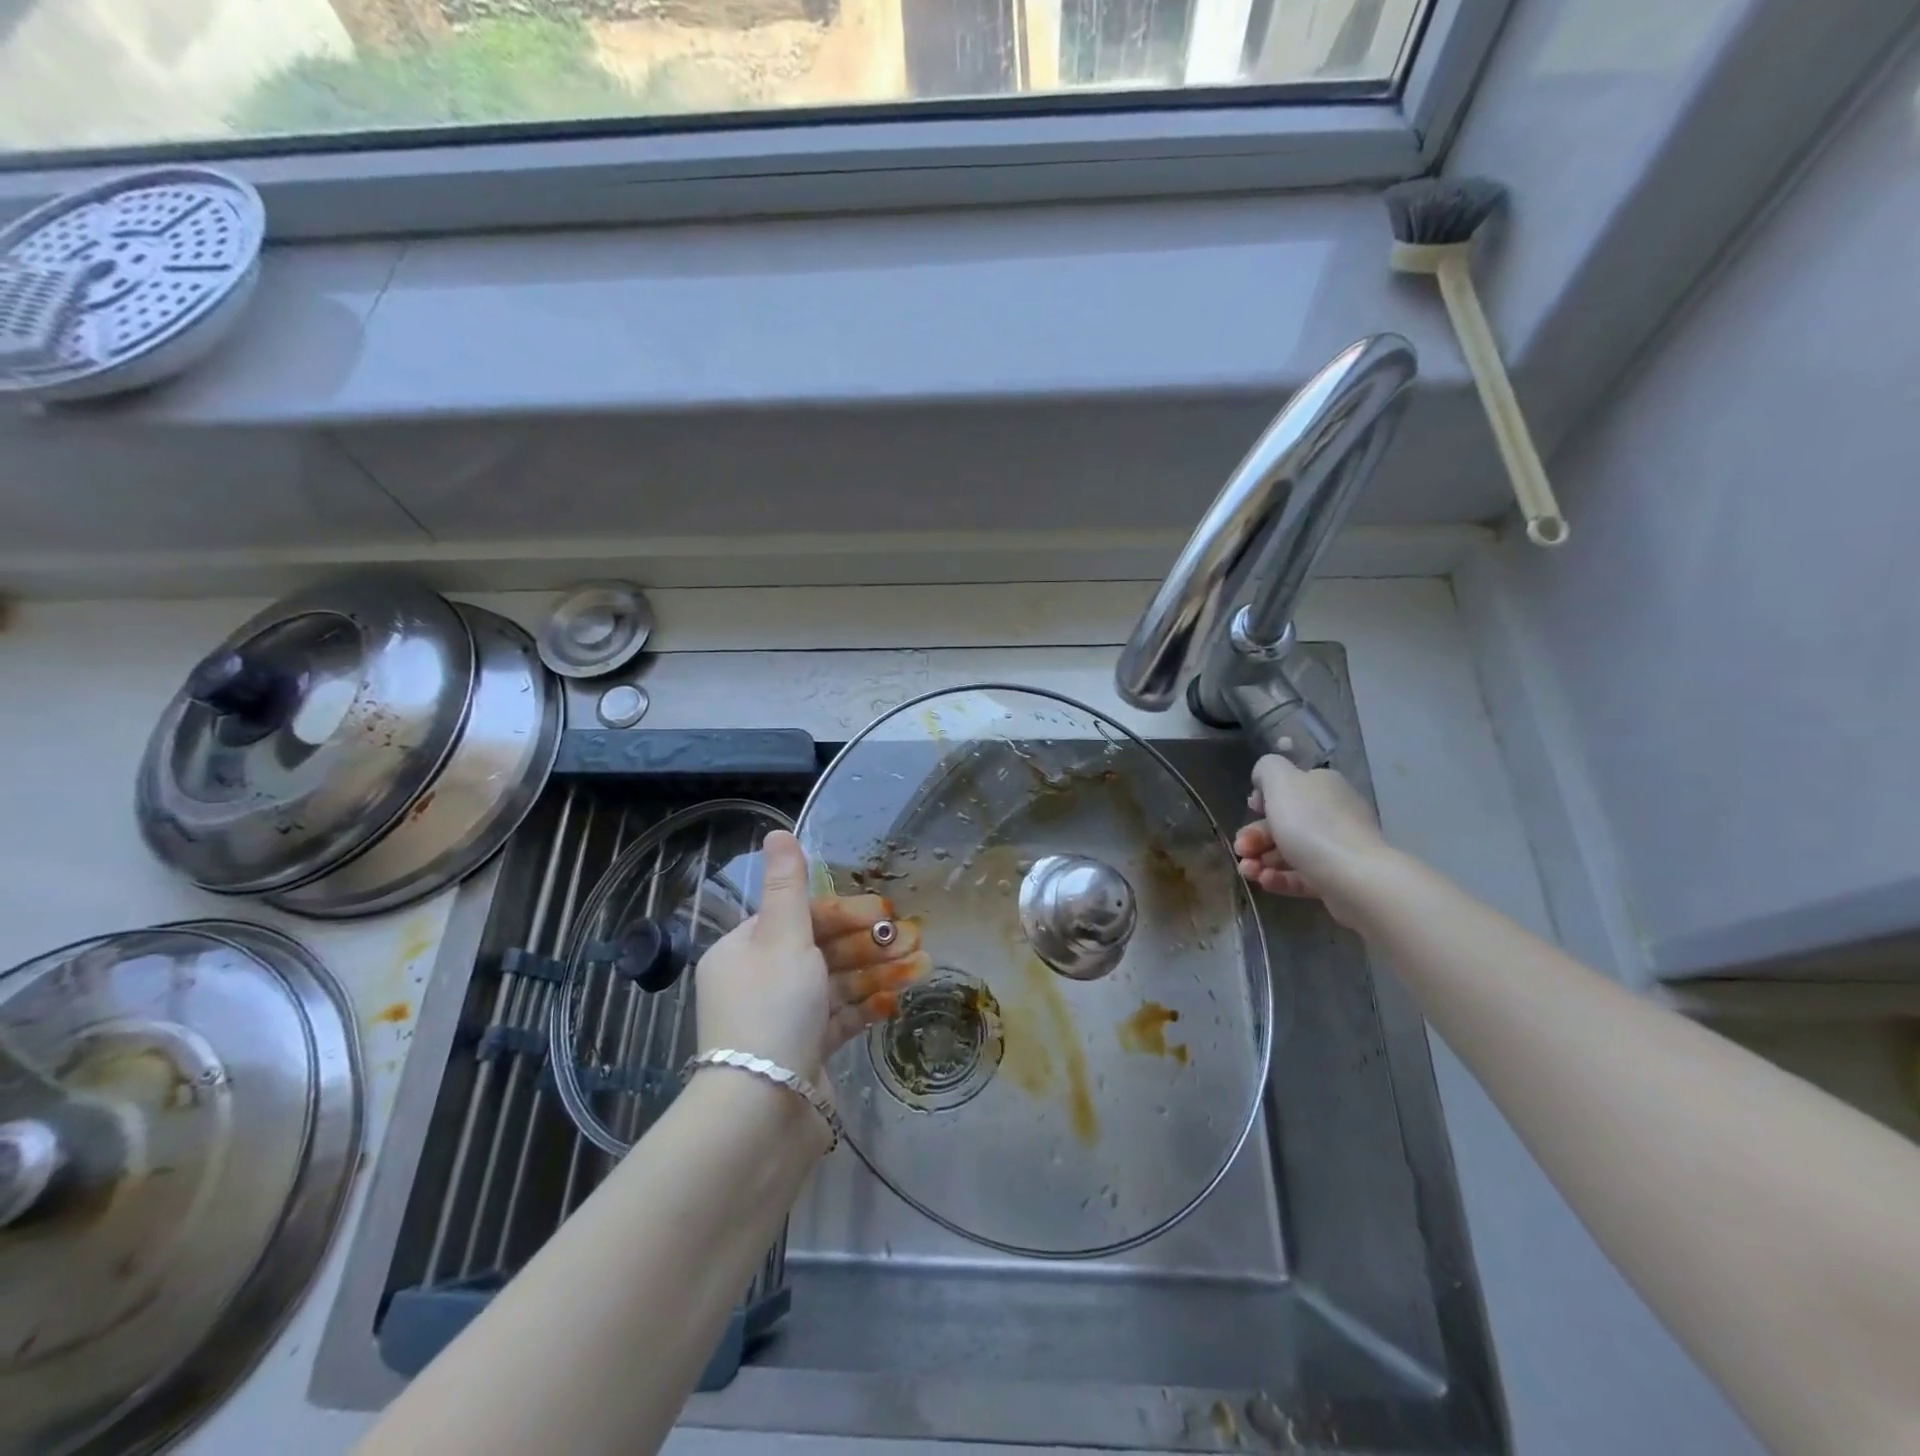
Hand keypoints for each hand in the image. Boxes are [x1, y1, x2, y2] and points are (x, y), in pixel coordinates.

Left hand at [694, 831, 928, 1087]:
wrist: (762, 1113)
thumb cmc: (773, 1010)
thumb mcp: (783, 938)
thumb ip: (788, 886)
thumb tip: (776, 832)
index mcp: (744, 949)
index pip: (801, 917)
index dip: (845, 912)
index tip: (884, 913)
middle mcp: (759, 980)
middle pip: (822, 950)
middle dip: (870, 944)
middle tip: (914, 938)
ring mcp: (783, 1018)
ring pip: (836, 983)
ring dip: (878, 972)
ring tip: (922, 966)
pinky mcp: (805, 1051)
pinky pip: (839, 1018)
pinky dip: (867, 1006)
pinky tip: (897, 1001)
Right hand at [1233, 755, 1386, 926]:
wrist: (1354, 877)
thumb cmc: (1312, 824)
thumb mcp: (1280, 781)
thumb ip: (1267, 769)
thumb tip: (1263, 779)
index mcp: (1323, 786)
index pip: (1289, 787)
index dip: (1263, 799)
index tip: (1249, 811)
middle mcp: (1333, 813)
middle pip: (1285, 822)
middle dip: (1255, 836)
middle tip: (1240, 849)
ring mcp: (1338, 848)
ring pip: (1290, 851)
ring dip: (1261, 859)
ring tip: (1247, 871)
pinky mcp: (1337, 879)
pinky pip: (1301, 876)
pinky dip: (1279, 878)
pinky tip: (1263, 882)